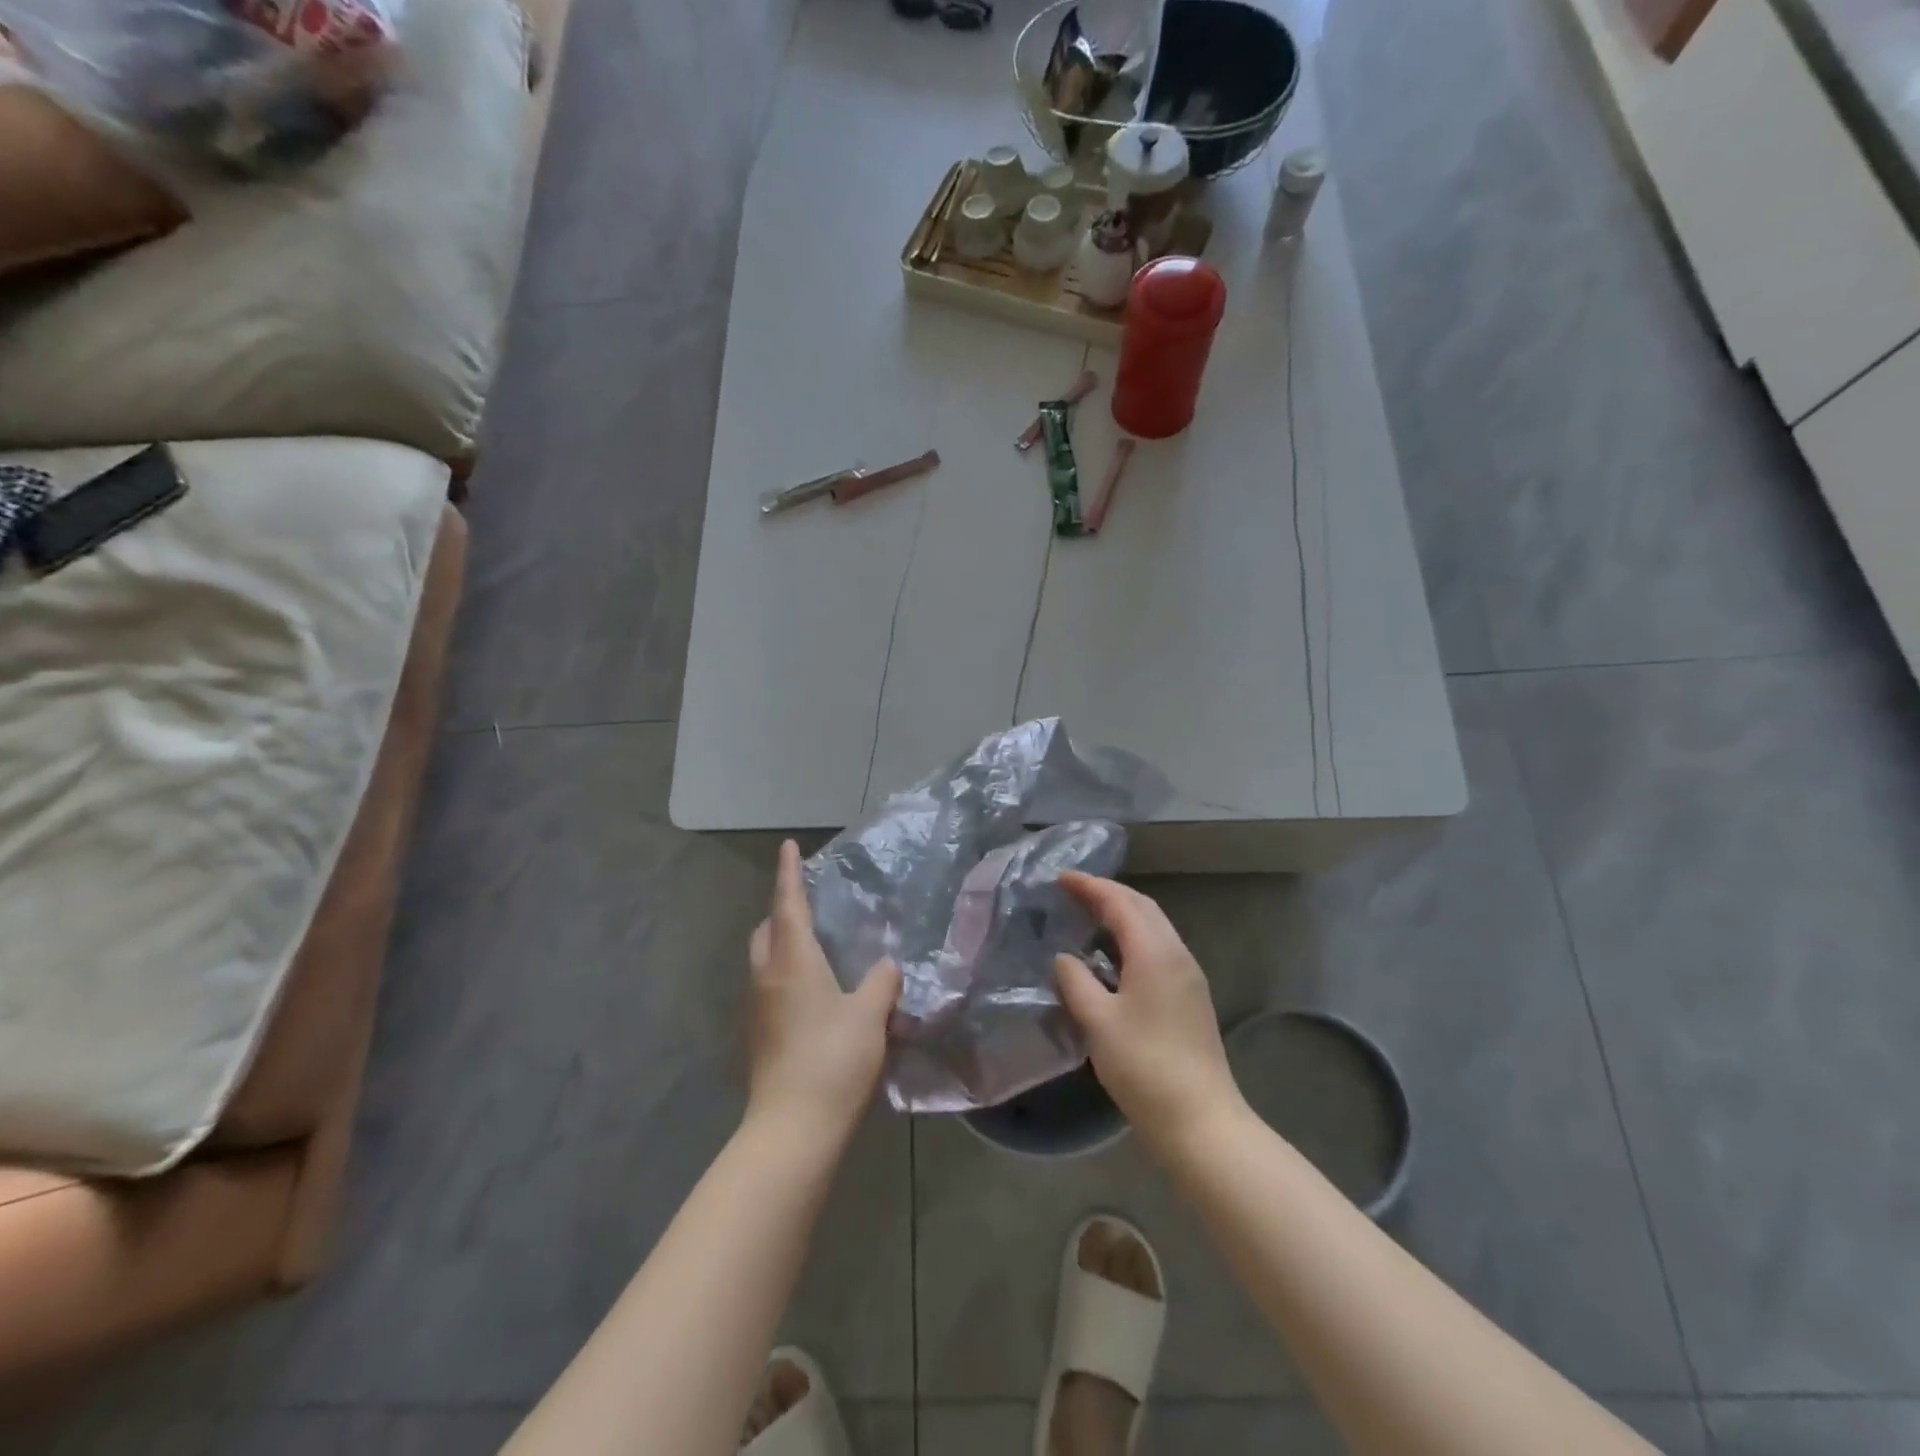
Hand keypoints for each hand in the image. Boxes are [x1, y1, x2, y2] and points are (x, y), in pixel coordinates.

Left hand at [747, 840, 901, 1143]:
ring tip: (815, 947)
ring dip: (782, 944)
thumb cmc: (833, 1059)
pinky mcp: (758, 1036)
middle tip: (809, 905)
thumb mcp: (870, 1016)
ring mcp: (757, 1009)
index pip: (789, 904)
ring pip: (764, 960)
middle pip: (767, 931)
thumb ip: (881, 983)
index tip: (788, 846)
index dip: (789, 873)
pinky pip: (768, 988)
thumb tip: (887, 964)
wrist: (793, 1128)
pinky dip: (784, 975)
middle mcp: (767, 977)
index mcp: (792, 961)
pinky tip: (812, 994)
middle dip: (783, 911)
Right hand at [1054, 873, 1245, 1156]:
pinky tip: (1113, 954)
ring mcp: (1188, 976)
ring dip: (1122, 913)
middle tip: (1072, 891)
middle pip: (1142, 907)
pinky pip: (1159, 947)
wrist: (1200, 1120)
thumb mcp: (1097, 1022)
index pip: (1120, 903)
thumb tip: (1063, 958)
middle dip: (1107, 893)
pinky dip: (1133, 936)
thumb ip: (1075, 981)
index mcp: (1154, 952)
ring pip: (1154, 926)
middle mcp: (1176, 954)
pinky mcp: (1191, 996)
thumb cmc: (1144, 1067)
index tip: (1060, 877)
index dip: (1090, 886)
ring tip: (1088, 915)